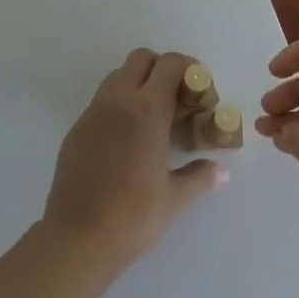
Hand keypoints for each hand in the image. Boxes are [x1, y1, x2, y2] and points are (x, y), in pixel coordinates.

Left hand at [41, 49, 227, 277]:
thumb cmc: (132, 217)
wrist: (76, 238)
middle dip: (163, 69)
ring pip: (119, 76)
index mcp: (147, 109)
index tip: (200, 91)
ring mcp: (94, 111)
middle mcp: (119, 99)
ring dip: (139, 84)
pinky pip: (103, 101)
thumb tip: (221, 171)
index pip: (170, 64)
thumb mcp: (174, 199)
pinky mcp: (77, 127)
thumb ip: (200, 177)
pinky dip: (120, 105)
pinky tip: (128, 140)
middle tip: (178, 100)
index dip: (189, 69)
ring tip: (154, 119)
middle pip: (142, 59)